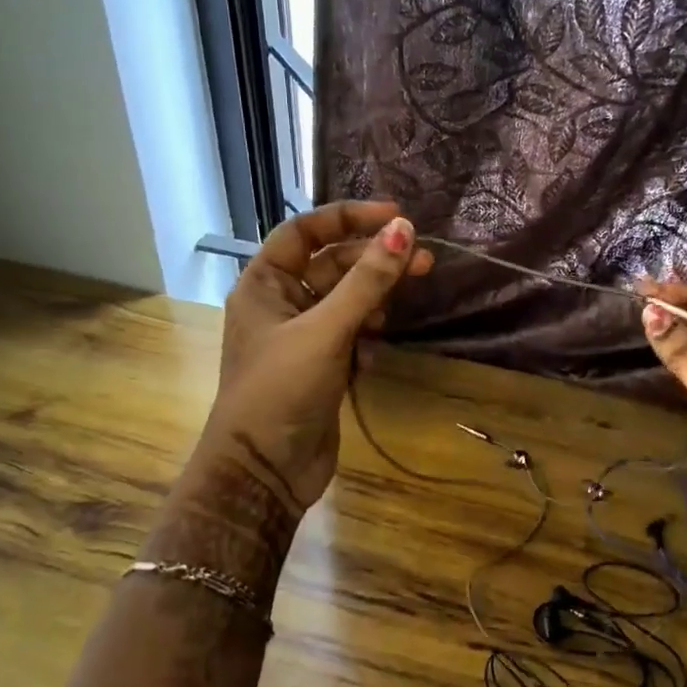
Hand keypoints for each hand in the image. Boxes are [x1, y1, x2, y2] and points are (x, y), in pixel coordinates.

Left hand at [198, 201, 432, 507]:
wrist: (264, 471)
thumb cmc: (282, 390)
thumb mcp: (326, 330)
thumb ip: (366, 281)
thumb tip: (403, 229)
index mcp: (264, 284)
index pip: (305, 232)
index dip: (348, 217)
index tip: (395, 215)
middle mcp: (280, 304)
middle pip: (332, 266)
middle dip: (374, 260)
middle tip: (422, 259)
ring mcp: (302, 338)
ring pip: (345, 301)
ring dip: (375, 297)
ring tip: (403, 301)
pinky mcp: (321, 367)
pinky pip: (350, 334)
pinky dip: (366, 335)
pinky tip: (375, 350)